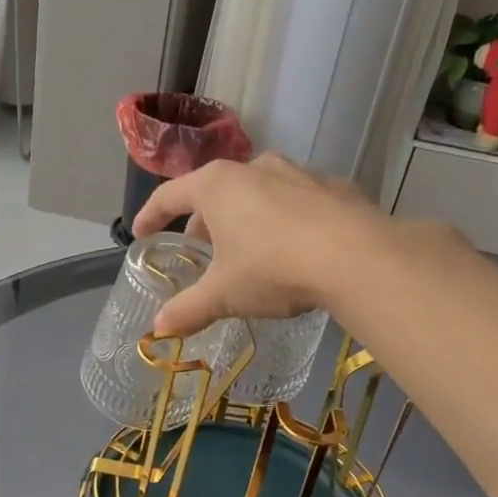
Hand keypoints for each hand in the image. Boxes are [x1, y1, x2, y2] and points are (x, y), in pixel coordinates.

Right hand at [130, 155, 383, 337]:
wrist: (357, 257)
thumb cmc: (273, 267)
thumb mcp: (224, 294)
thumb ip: (188, 309)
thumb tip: (158, 329)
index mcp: (218, 186)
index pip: (170, 195)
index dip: (151, 215)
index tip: (141, 233)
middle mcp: (255, 168)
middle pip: (215, 192)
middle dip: (204, 222)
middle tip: (201, 252)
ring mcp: (298, 173)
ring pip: (258, 193)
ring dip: (245, 218)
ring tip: (247, 251)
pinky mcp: (334, 187)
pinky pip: (297, 202)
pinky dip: (285, 221)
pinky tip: (294, 250)